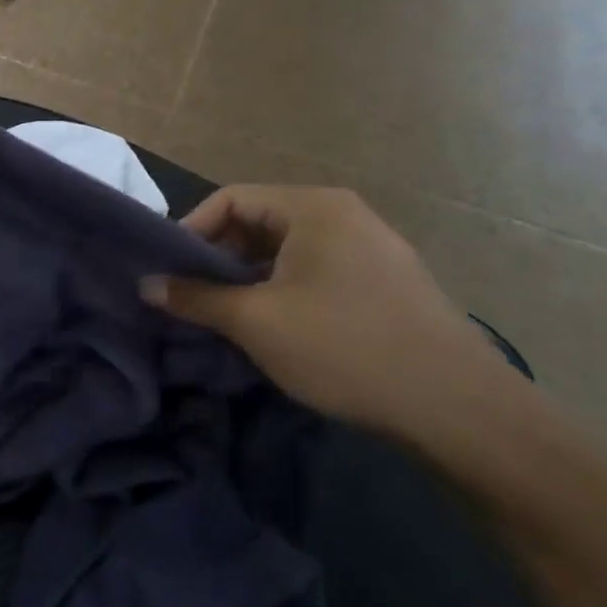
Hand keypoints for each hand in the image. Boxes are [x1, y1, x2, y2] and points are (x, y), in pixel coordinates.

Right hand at [143, 185, 523, 441]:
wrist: (459, 407)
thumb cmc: (344, 347)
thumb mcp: (256, 322)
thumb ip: (196, 298)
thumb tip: (147, 285)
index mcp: (313, 207)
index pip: (231, 198)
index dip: (191, 229)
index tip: (168, 270)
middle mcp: (344, 214)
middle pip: (260, 222)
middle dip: (219, 257)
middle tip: (193, 296)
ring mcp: (372, 248)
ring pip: (288, 250)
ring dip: (250, 278)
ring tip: (228, 316)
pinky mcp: (387, 283)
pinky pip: (317, 271)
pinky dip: (284, 290)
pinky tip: (278, 328)